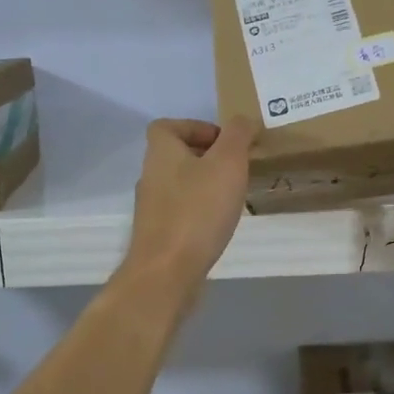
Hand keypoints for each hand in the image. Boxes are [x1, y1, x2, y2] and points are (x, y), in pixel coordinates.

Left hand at [122, 117, 256, 289]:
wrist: (167, 272)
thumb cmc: (198, 210)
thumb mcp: (227, 163)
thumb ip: (237, 135)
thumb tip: (243, 121)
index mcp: (161, 153)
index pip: (167, 126)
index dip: (195, 126)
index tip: (224, 141)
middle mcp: (150, 176)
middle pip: (175, 155)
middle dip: (207, 157)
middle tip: (237, 167)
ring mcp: (152, 208)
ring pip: (180, 184)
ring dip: (206, 184)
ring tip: (234, 195)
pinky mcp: (159, 235)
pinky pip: (182, 212)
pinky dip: (201, 211)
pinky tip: (220, 224)